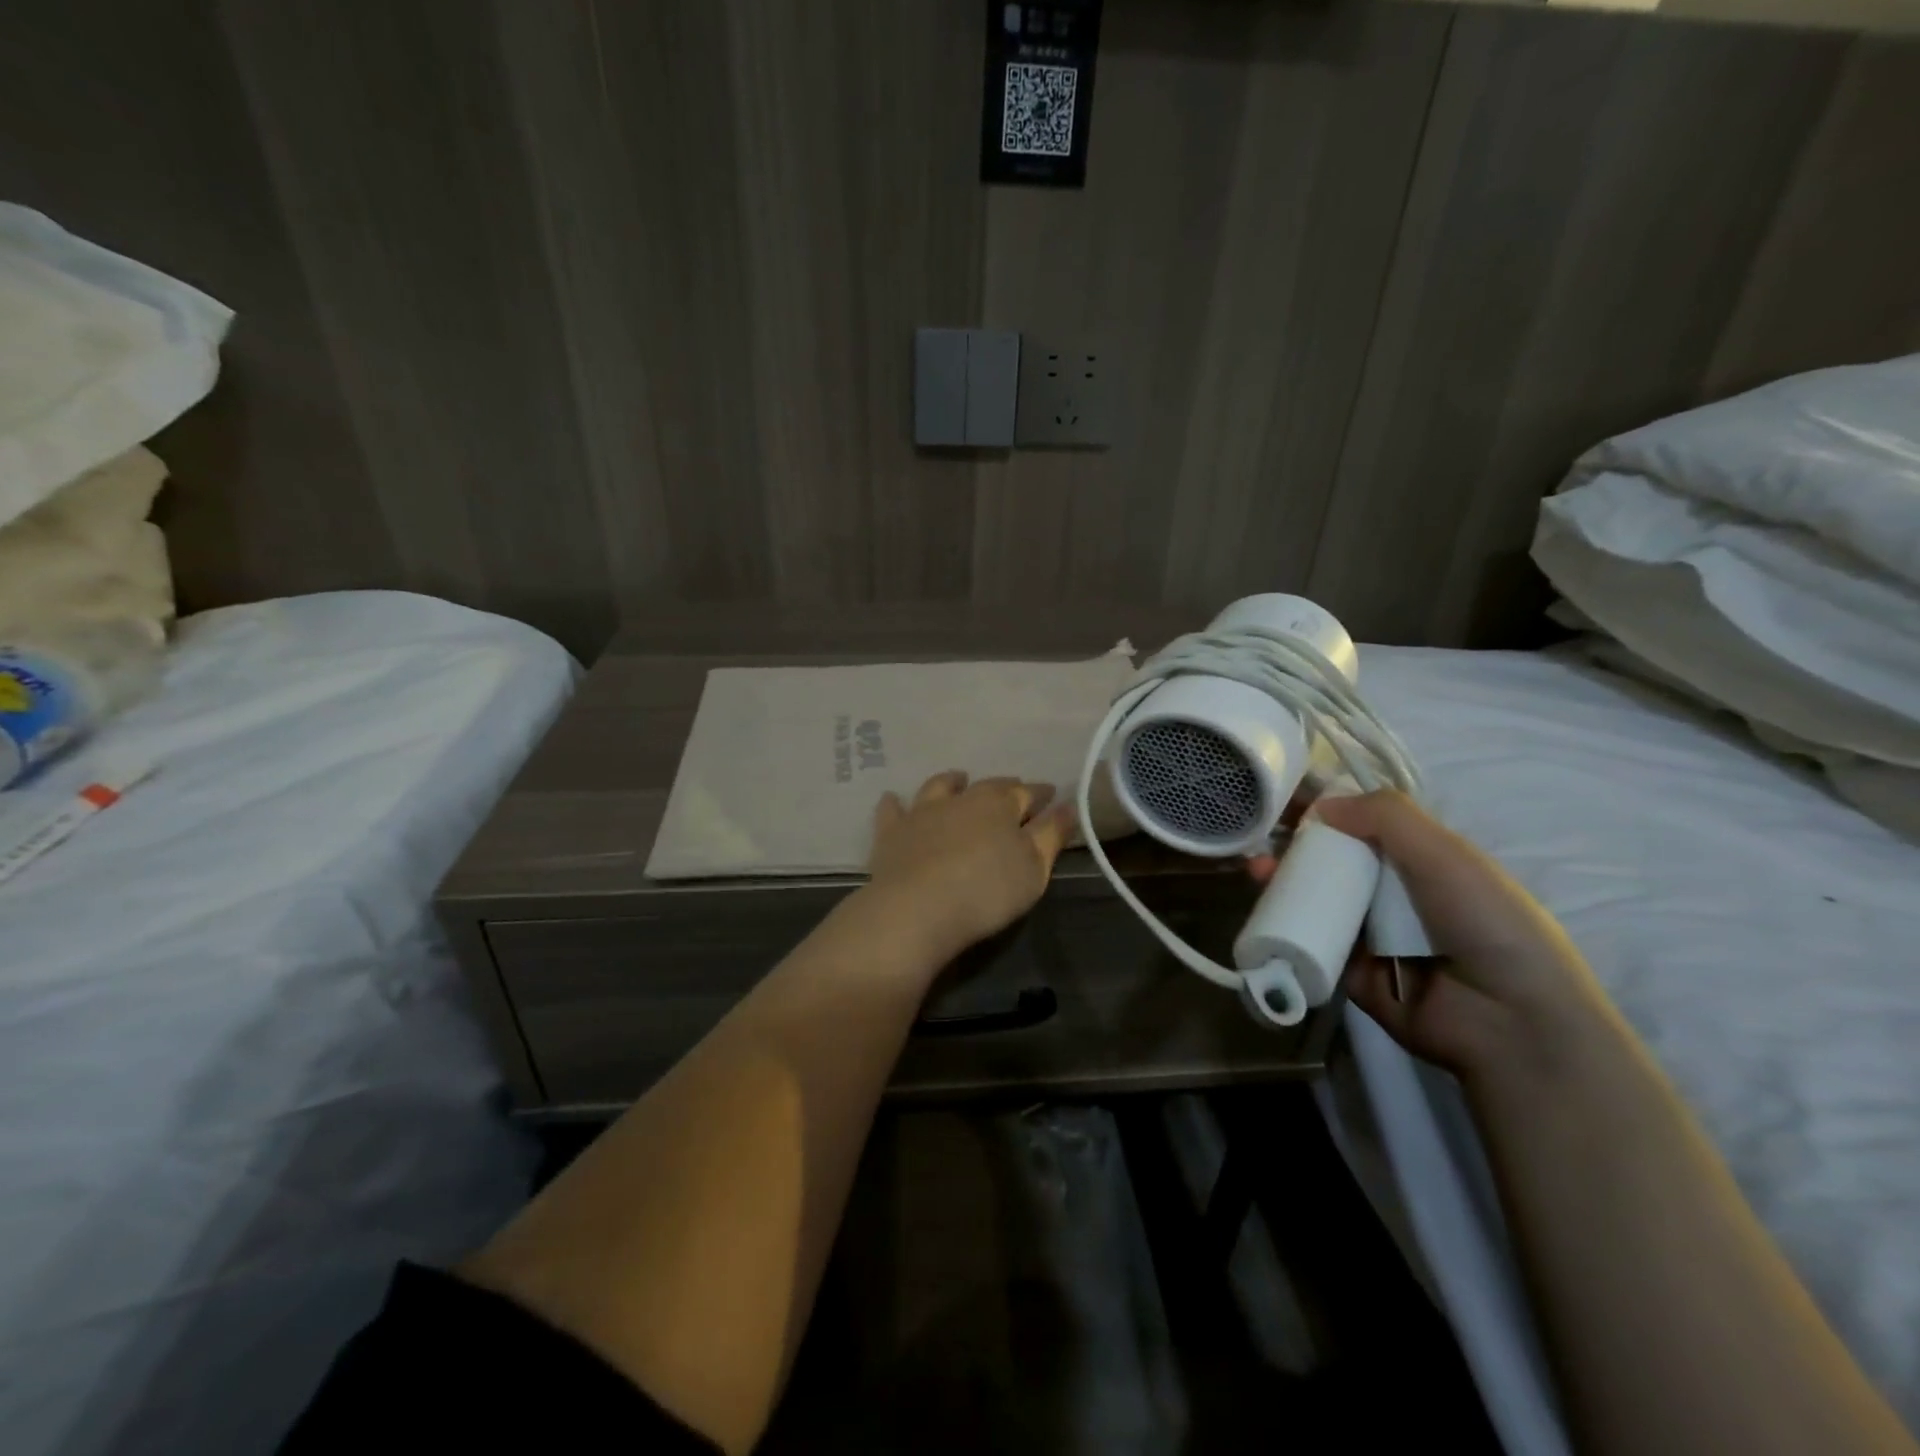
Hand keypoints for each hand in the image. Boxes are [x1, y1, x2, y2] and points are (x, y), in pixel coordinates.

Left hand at [863, 771, 1074, 965]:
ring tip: (958, 779)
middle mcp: (961, 798)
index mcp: (1000, 805)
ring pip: (940, 787)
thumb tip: (1069, 806)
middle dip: (1004, 787)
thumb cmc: (986, 891)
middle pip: (987, 787)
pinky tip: (894, 800)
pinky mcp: (892, 832)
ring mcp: (922, 812)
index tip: (1051, 795)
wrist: (917, 909)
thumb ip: (1051, 835)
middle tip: (1012, 789)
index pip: (1027, 792)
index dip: (1041, 794)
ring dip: (951, 782)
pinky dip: (896, 803)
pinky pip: (892, 810)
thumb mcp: (1034, 868)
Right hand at [1255, 790, 1615, 1078]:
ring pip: (1315, 897)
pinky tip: (1260, 904)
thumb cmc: (1484, 920)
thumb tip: (1321, 804)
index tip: (1287, 795)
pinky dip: (1283, 923)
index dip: (1327, 808)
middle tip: (1260, 834)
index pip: (1365, 824)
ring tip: (1255, 867)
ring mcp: (1369, 933)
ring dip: (1281, 879)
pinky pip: (1310, 941)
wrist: (1508, 1019)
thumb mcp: (1445, 853)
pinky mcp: (1348, 971)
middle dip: (1294, 844)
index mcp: (1422, 860)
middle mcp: (1393, 893)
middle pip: (1332, 859)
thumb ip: (1386, 816)